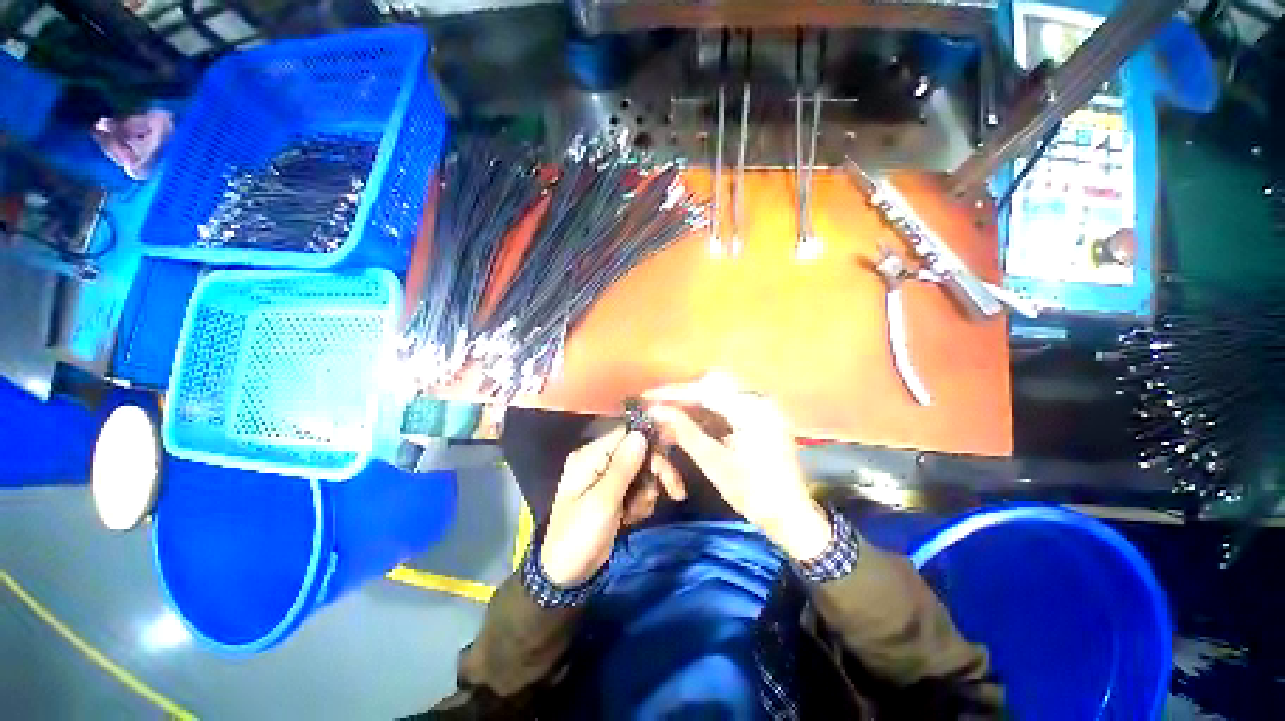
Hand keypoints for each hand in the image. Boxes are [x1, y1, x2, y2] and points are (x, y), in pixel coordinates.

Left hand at [540, 427, 684, 586]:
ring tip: (637, 513)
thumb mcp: (603, 502)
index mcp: (590, 456)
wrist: (567, 576)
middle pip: (638, 451)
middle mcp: (598, 460)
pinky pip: (637, 487)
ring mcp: (606, 477)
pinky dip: (641, 502)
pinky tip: (632, 518)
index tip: (671, 456)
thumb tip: (640, 433)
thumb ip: (623, 466)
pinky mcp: (614, 493)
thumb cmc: (580, 536)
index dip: (650, 441)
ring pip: (642, 470)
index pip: (626, 433)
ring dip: (648, 491)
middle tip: (675, 491)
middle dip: (656, 471)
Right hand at [646, 374, 831, 561]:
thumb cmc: (754, 494)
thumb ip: (685, 432)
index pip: (706, 390)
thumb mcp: (715, 462)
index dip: (674, 393)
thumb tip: (657, 411)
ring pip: (720, 394)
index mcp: (752, 408)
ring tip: (671, 415)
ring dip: (695, 404)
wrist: (791, 517)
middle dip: (685, 395)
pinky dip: (708, 413)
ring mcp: (762, 408)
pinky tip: (691, 422)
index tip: (649, 397)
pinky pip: (729, 407)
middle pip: (714, 384)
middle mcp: (759, 400)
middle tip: (661, 407)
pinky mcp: (761, 418)